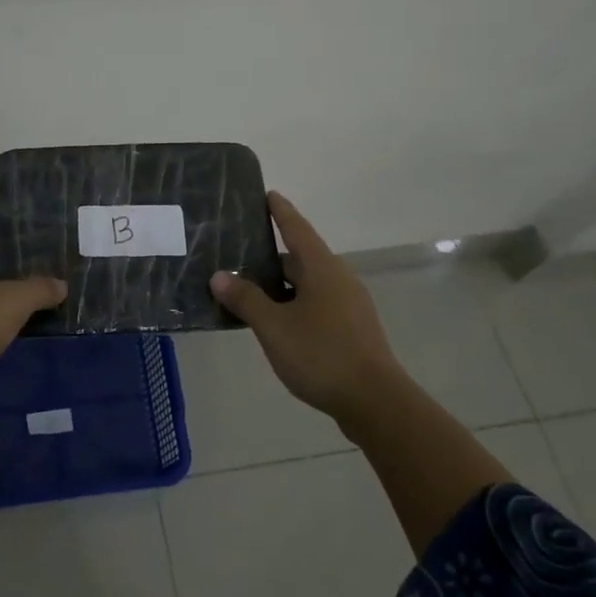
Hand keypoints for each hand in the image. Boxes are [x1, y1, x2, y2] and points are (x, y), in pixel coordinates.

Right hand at [209, 191, 405, 428]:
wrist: (376, 402)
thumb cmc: (321, 354)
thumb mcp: (274, 327)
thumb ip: (246, 300)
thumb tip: (220, 276)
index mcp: (322, 268)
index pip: (296, 228)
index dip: (280, 211)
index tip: (268, 193)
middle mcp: (339, 279)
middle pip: (302, 257)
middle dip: (273, 254)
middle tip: (241, 251)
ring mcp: (350, 305)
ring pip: (309, 283)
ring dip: (283, 284)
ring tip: (252, 289)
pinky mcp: (353, 329)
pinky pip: (318, 304)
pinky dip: (295, 303)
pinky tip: (278, 321)